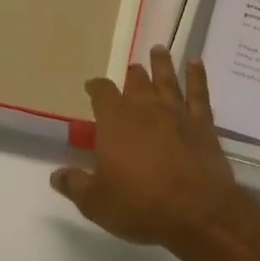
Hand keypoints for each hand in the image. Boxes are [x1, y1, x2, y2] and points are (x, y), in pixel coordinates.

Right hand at [51, 47, 242, 246]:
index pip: (102, 93)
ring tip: (158, 49)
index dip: (96, 87)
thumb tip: (56, 175)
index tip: (92, 86)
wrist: (197, 211)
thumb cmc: (140, 205)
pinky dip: (197, 75)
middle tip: (131, 69)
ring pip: (166, 80)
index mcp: (115, 122)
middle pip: (136, 82)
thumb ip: (75, 185)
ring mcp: (177, 114)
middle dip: (131, 75)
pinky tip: (196, 62)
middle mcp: (145, 109)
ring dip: (161, 64)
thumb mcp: (97, 202)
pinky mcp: (203, 124)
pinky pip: (199, 93)